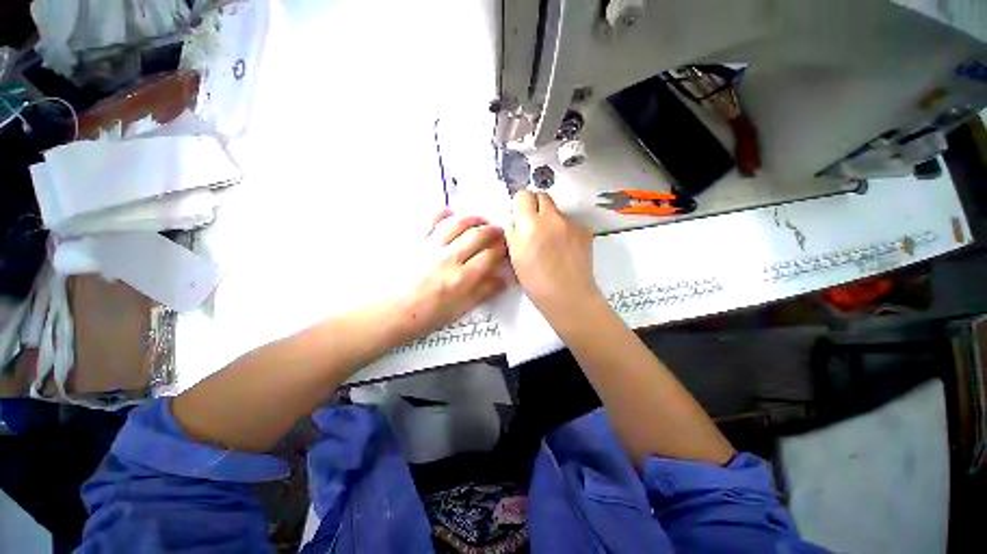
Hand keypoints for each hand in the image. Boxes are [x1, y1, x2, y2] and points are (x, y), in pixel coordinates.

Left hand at [393, 210, 506, 339]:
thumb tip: (503, 279)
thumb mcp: (458, 311)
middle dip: (494, 230)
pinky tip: (452, 214)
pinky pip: (432, 219)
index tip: (508, 247)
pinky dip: (445, 213)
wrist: (386, 312)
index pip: (490, 255)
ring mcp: (431, 245)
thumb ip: (482, 293)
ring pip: (459, 223)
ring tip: (481, 222)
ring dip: (475, 219)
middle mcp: (449, 257)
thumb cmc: (424, 316)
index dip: (503, 248)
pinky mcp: (415, 240)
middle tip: (499, 232)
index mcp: (461, 278)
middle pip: (478, 235)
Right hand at [506, 190, 598, 317]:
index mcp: (529, 224)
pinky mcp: (585, 231)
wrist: (568, 296)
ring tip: (551, 243)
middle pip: (542, 196)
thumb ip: (513, 232)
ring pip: (557, 211)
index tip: (520, 216)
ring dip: (551, 220)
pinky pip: (570, 223)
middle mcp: (552, 218)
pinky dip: (565, 230)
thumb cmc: (536, 282)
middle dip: (536, 207)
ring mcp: (571, 223)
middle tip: (534, 227)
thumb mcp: (515, 256)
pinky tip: (565, 249)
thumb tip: (516, 219)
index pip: (523, 195)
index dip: (520, 204)